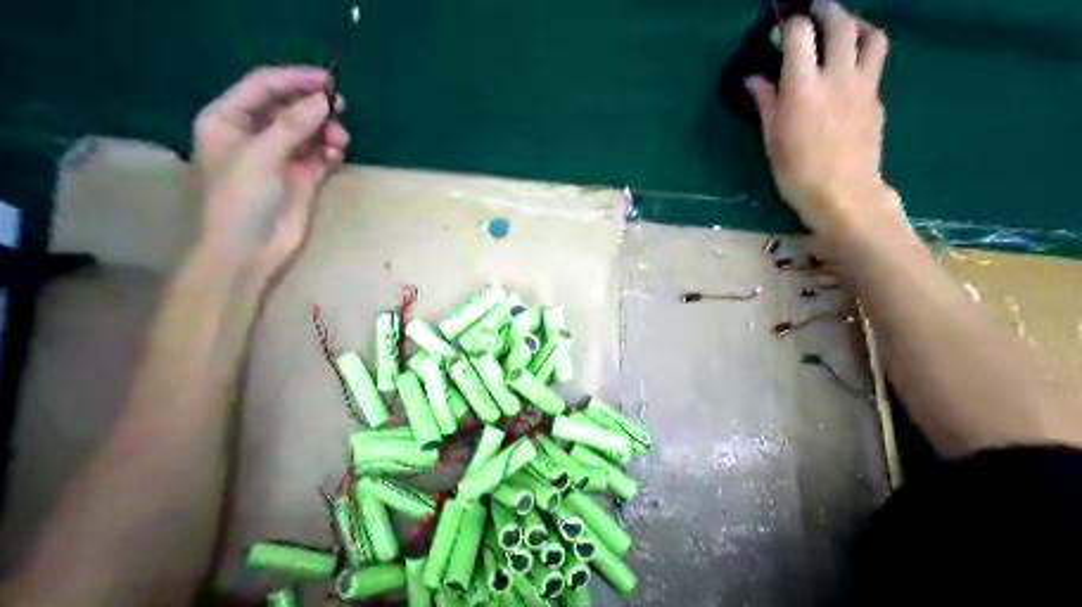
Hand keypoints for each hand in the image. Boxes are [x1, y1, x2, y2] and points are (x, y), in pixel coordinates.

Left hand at [191, 63, 350, 280]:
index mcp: (228, 120)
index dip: (294, 79)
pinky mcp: (301, 177)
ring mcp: (279, 156)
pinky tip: (336, 155)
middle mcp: (254, 134)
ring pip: (308, 131)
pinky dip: (329, 151)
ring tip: (339, 141)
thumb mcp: (261, 157)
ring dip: (326, 131)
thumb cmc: (240, 200)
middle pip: (288, 106)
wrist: (248, 251)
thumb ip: (293, 126)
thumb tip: (324, 101)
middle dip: (314, 106)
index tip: (327, 80)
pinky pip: (319, 154)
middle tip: (341, 107)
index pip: (263, 87)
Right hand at [751, 3, 901, 240]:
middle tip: (812, 11)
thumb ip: (766, 103)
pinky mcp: (877, 98)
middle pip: (839, 23)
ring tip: (841, 29)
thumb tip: (754, 79)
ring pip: (870, 35)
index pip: (800, 34)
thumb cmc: (798, 174)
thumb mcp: (772, 141)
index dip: (789, 24)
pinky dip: (862, 52)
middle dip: (825, 10)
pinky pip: (874, 62)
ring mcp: (863, 85)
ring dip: (855, 23)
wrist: (844, 195)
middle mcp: (837, 76)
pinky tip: (849, 67)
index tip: (780, 28)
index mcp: (803, 88)